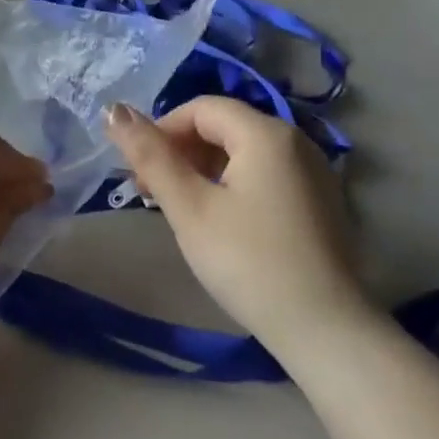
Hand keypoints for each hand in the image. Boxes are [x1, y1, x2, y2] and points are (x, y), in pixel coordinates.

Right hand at [103, 98, 367, 349]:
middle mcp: (296, 141)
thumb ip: (151, 156)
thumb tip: (114, 110)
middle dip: (180, 151)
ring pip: (244, 152)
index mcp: (266, 134)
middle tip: (151, 192)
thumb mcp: (189, 208)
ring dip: (203, 169)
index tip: (139, 172)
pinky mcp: (320, 201)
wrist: (325, 330)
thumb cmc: (248, 262)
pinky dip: (233, 184)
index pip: (201, 108)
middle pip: (224, 127)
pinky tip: (219, 220)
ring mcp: (313, 172)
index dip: (162, 131)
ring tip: (180, 208)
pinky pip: (266, 174)